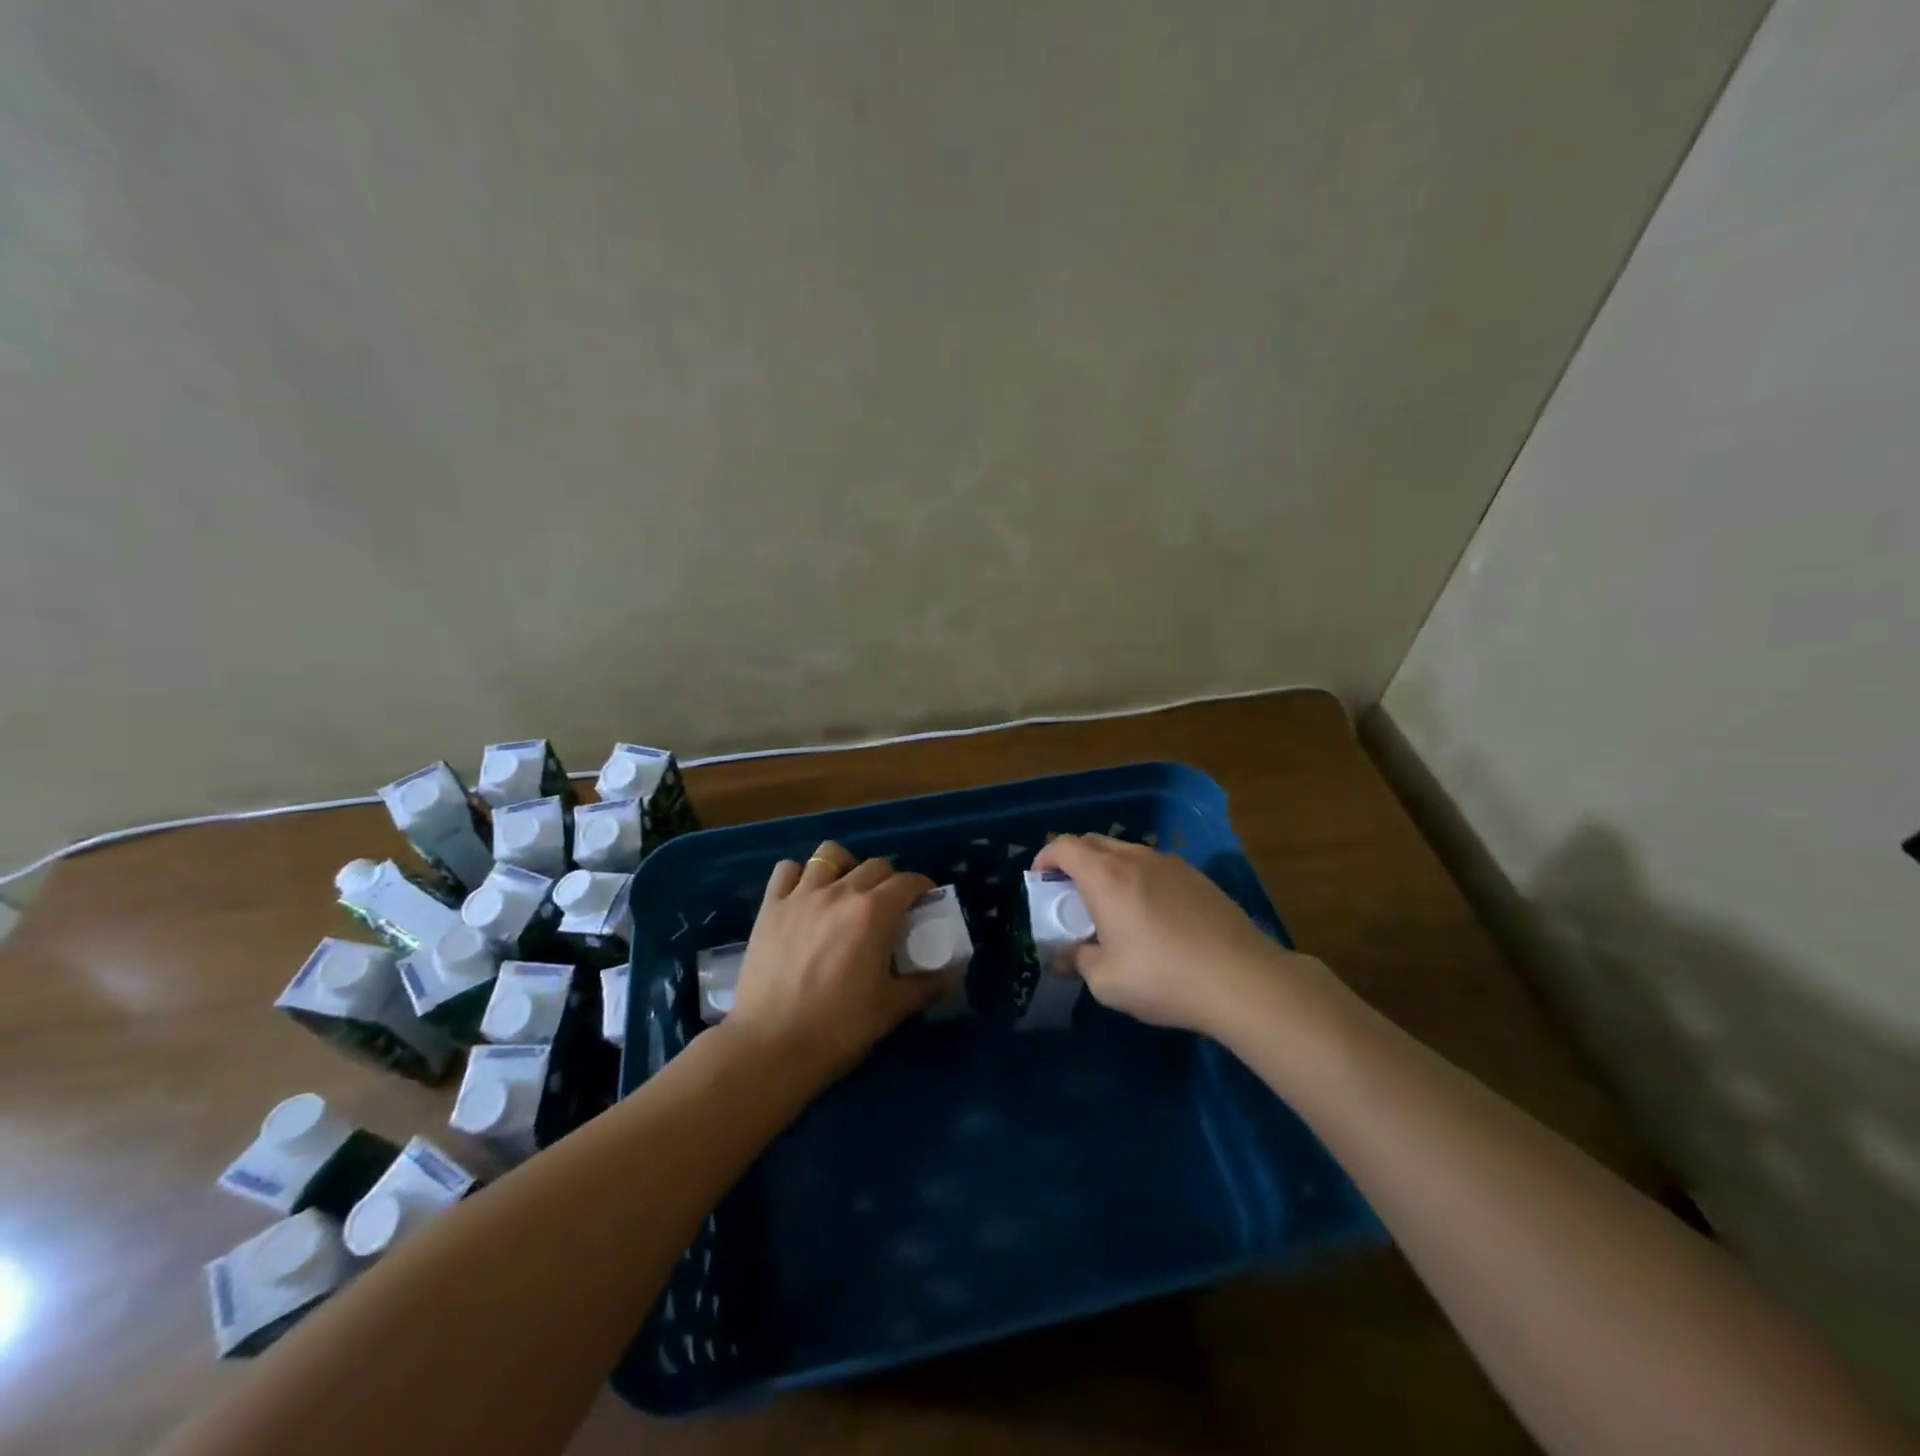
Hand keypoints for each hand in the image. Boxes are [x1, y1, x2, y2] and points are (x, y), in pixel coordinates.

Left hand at [723, 841, 957, 1084]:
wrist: (770, 1047)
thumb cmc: (838, 1029)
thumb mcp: (891, 1009)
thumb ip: (925, 985)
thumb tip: (950, 974)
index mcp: (874, 912)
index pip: (908, 881)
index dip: (922, 888)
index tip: (926, 903)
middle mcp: (840, 892)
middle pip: (874, 865)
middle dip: (889, 879)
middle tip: (890, 906)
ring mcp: (801, 896)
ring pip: (829, 855)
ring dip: (845, 867)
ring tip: (846, 891)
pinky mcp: (770, 908)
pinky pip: (786, 870)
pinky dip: (800, 876)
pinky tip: (805, 896)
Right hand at [1031, 833, 1328, 1038]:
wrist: (1241, 979)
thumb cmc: (1162, 977)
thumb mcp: (1106, 980)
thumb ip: (1078, 961)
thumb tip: (1065, 958)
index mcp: (1105, 876)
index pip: (1064, 846)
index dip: (1045, 858)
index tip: (1040, 880)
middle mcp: (1135, 859)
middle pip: (1094, 842)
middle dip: (1074, 860)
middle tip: (1070, 893)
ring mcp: (1171, 864)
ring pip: (1127, 852)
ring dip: (1109, 869)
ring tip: (1111, 905)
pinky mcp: (1198, 878)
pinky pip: (1155, 867)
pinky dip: (1139, 879)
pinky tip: (1151, 915)